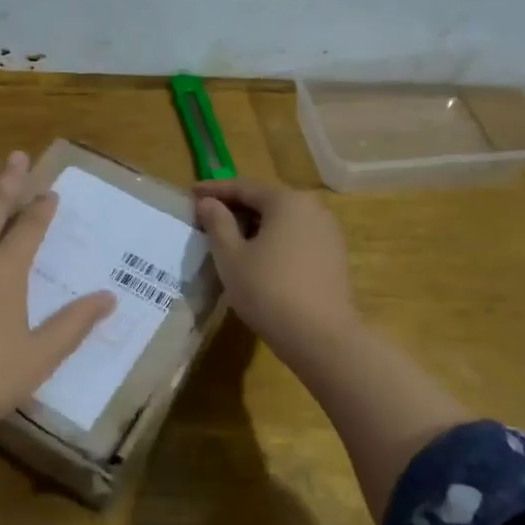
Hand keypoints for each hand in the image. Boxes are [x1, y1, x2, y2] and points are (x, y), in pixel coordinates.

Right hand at [194, 178, 359, 360]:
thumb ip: (218, 223)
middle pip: (266, 200)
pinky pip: (296, 236)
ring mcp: (328, 232)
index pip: (243, 187)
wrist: (321, 337)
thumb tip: (208, 203)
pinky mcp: (333, 256)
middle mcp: (312, 208)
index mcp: (287, 201)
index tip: (190, 193)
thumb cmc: (268, 290)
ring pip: (282, 219)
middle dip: (235, 206)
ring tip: (228, 236)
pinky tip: (257, 255)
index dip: (214, 190)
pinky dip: (273, 239)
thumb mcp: (231, 256)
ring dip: (254, 224)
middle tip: (206, 215)